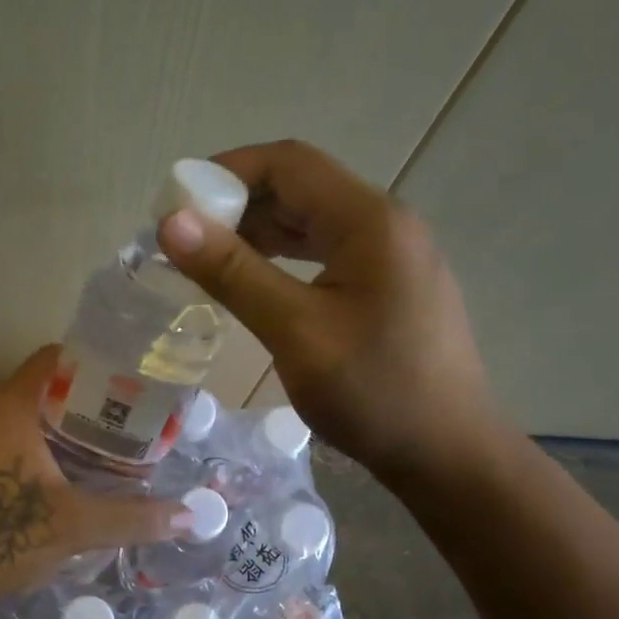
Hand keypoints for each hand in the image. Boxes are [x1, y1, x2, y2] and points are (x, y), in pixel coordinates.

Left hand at [0, 347, 187, 615]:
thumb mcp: (73, 526)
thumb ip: (133, 518)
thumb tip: (191, 518)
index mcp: (8, 407)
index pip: (55, 359)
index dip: (95, 365)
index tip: (130, 385)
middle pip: (40, 392)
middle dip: (84, 408)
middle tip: (127, 429)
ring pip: (18, 423)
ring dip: (56, 436)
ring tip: (99, 458)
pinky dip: (29, 456)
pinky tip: (53, 488)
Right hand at [156, 139, 504, 482]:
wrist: (447, 454)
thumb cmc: (374, 393)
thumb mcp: (296, 332)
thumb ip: (234, 274)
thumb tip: (171, 224)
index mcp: (370, 221)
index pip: (288, 164)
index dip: (226, 173)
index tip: (176, 207)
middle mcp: (385, 224)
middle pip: (300, 188)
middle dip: (236, 204)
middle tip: (183, 241)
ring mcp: (391, 256)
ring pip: (311, 222)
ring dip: (257, 233)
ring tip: (206, 262)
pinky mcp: (388, 287)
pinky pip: (325, 253)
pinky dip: (282, 259)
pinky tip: (252, 285)